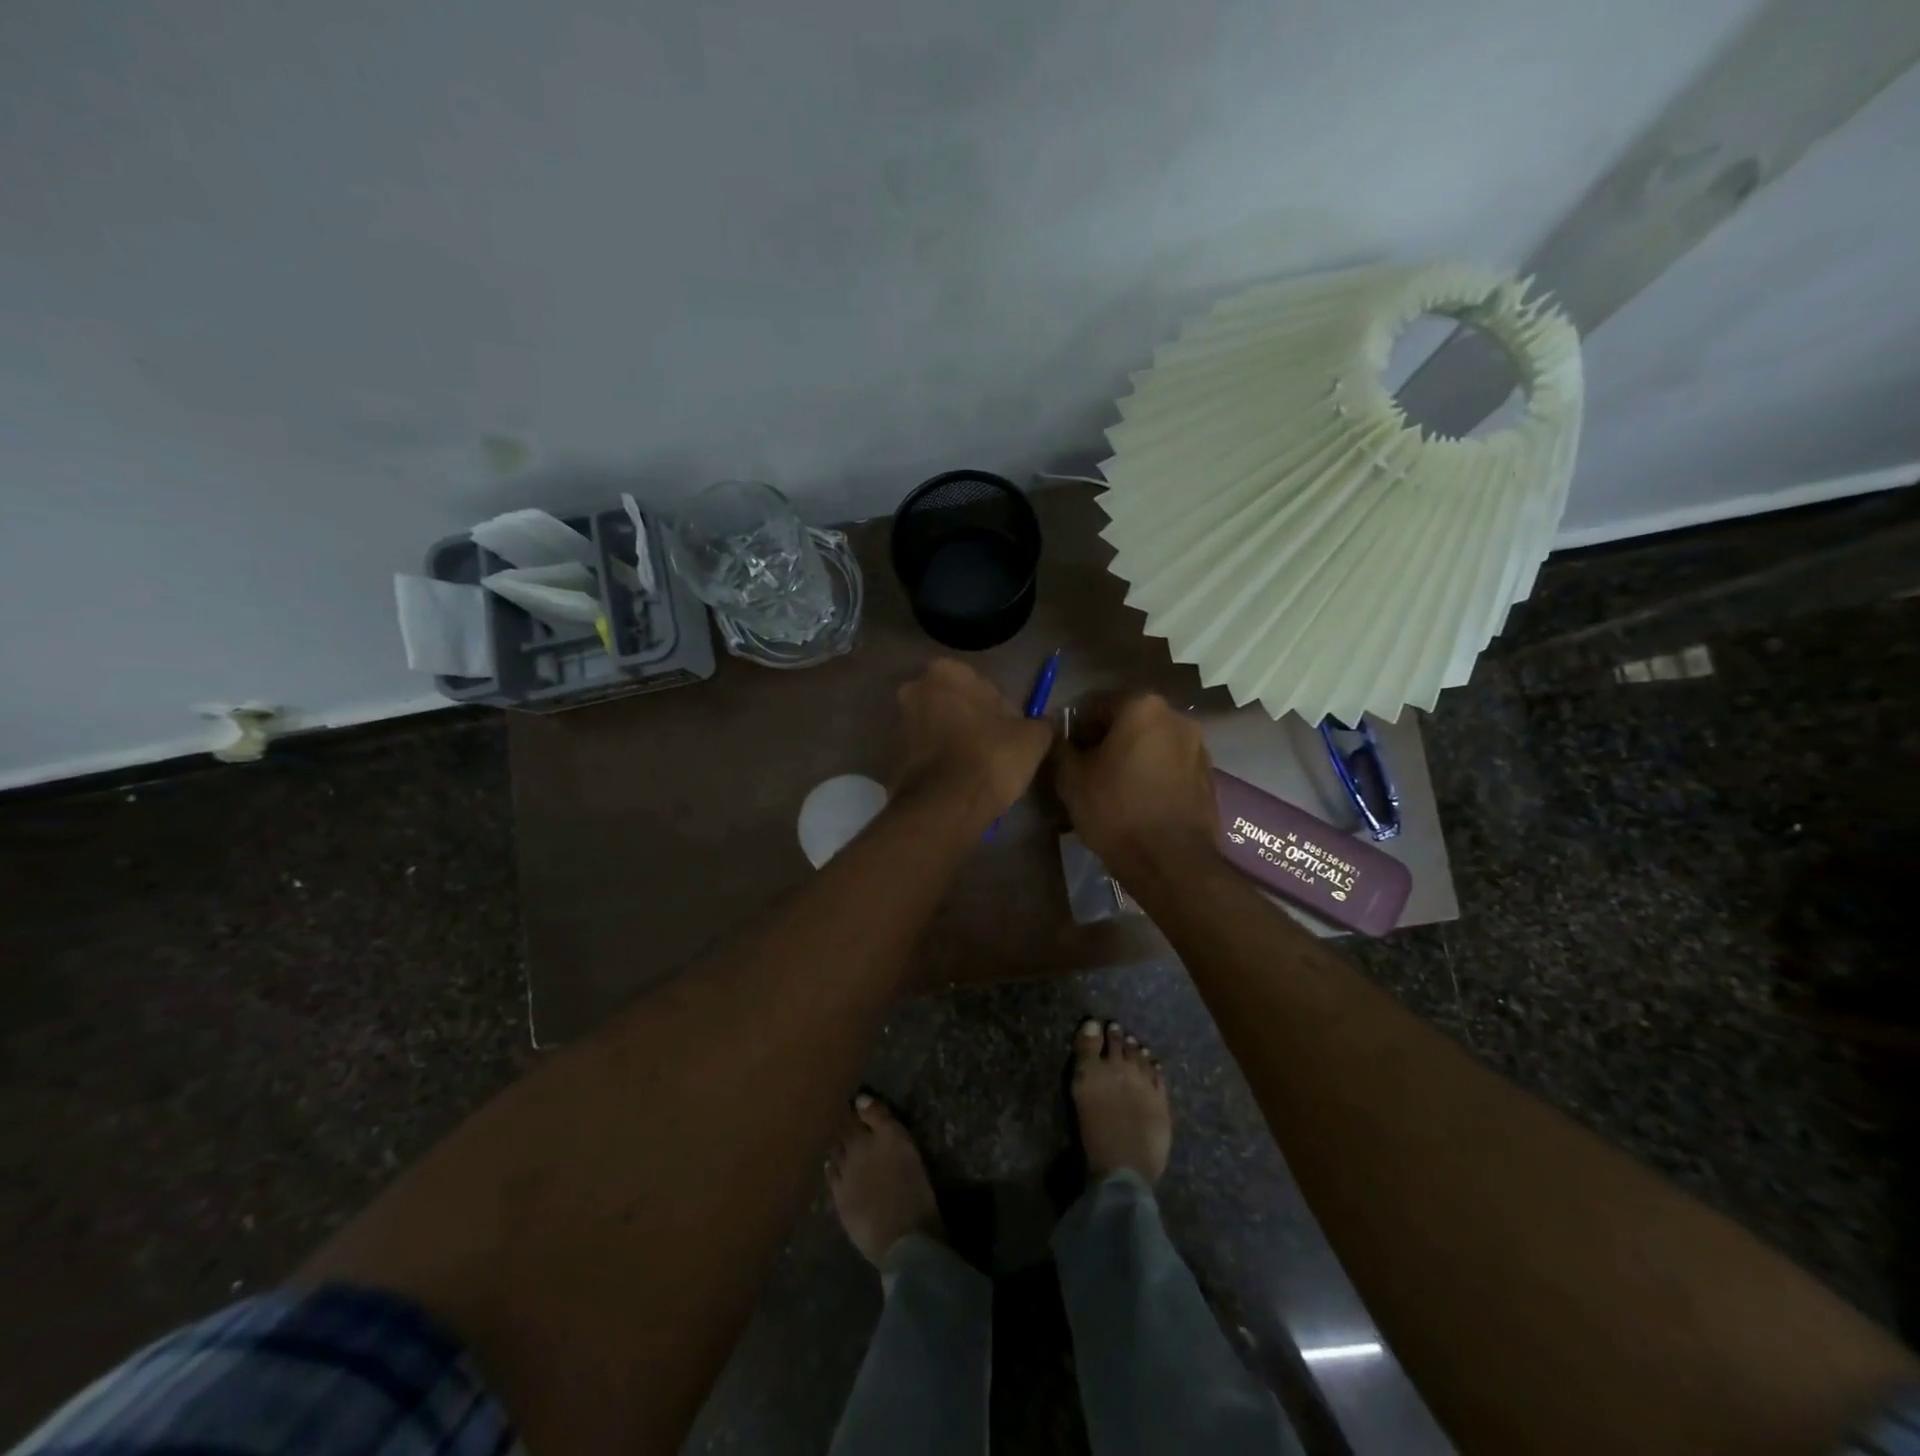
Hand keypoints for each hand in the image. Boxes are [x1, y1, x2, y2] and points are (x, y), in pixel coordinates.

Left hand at [892, 659, 1053, 825]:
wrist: (946, 805)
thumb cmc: (991, 756)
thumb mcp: (1033, 737)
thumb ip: (1040, 722)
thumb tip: (1044, 724)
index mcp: (946, 672)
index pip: (978, 682)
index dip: (996, 707)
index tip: (1008, 731)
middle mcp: (915, 690)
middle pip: (952, 703)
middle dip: (969, 720)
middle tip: (993, 748)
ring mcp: (899, 724)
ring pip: (936, 727)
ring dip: (953, 741)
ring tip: (977, 769)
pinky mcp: (892, 757)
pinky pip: (925, 753)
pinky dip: (939, 762)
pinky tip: (958, 781)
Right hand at [1054, 695, 1221, 880]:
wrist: (1171, 862)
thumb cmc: (1116, 811)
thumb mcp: (1071, 779)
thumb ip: (1061, 748)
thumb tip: (1061, 740)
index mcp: (1143, 707)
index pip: (1095, 706)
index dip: (1075, 731)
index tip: (1066, 757)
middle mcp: (1177, 718)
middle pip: (1128, 723)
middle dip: (1106, 743)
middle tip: (1087, 774)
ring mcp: (1199, 748)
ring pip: (1152, 746)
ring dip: (1132, 759)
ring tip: (1114, 792)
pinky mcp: (1209, 777)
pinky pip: (1171, 768)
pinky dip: (1153, 777)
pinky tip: (1139, 804)